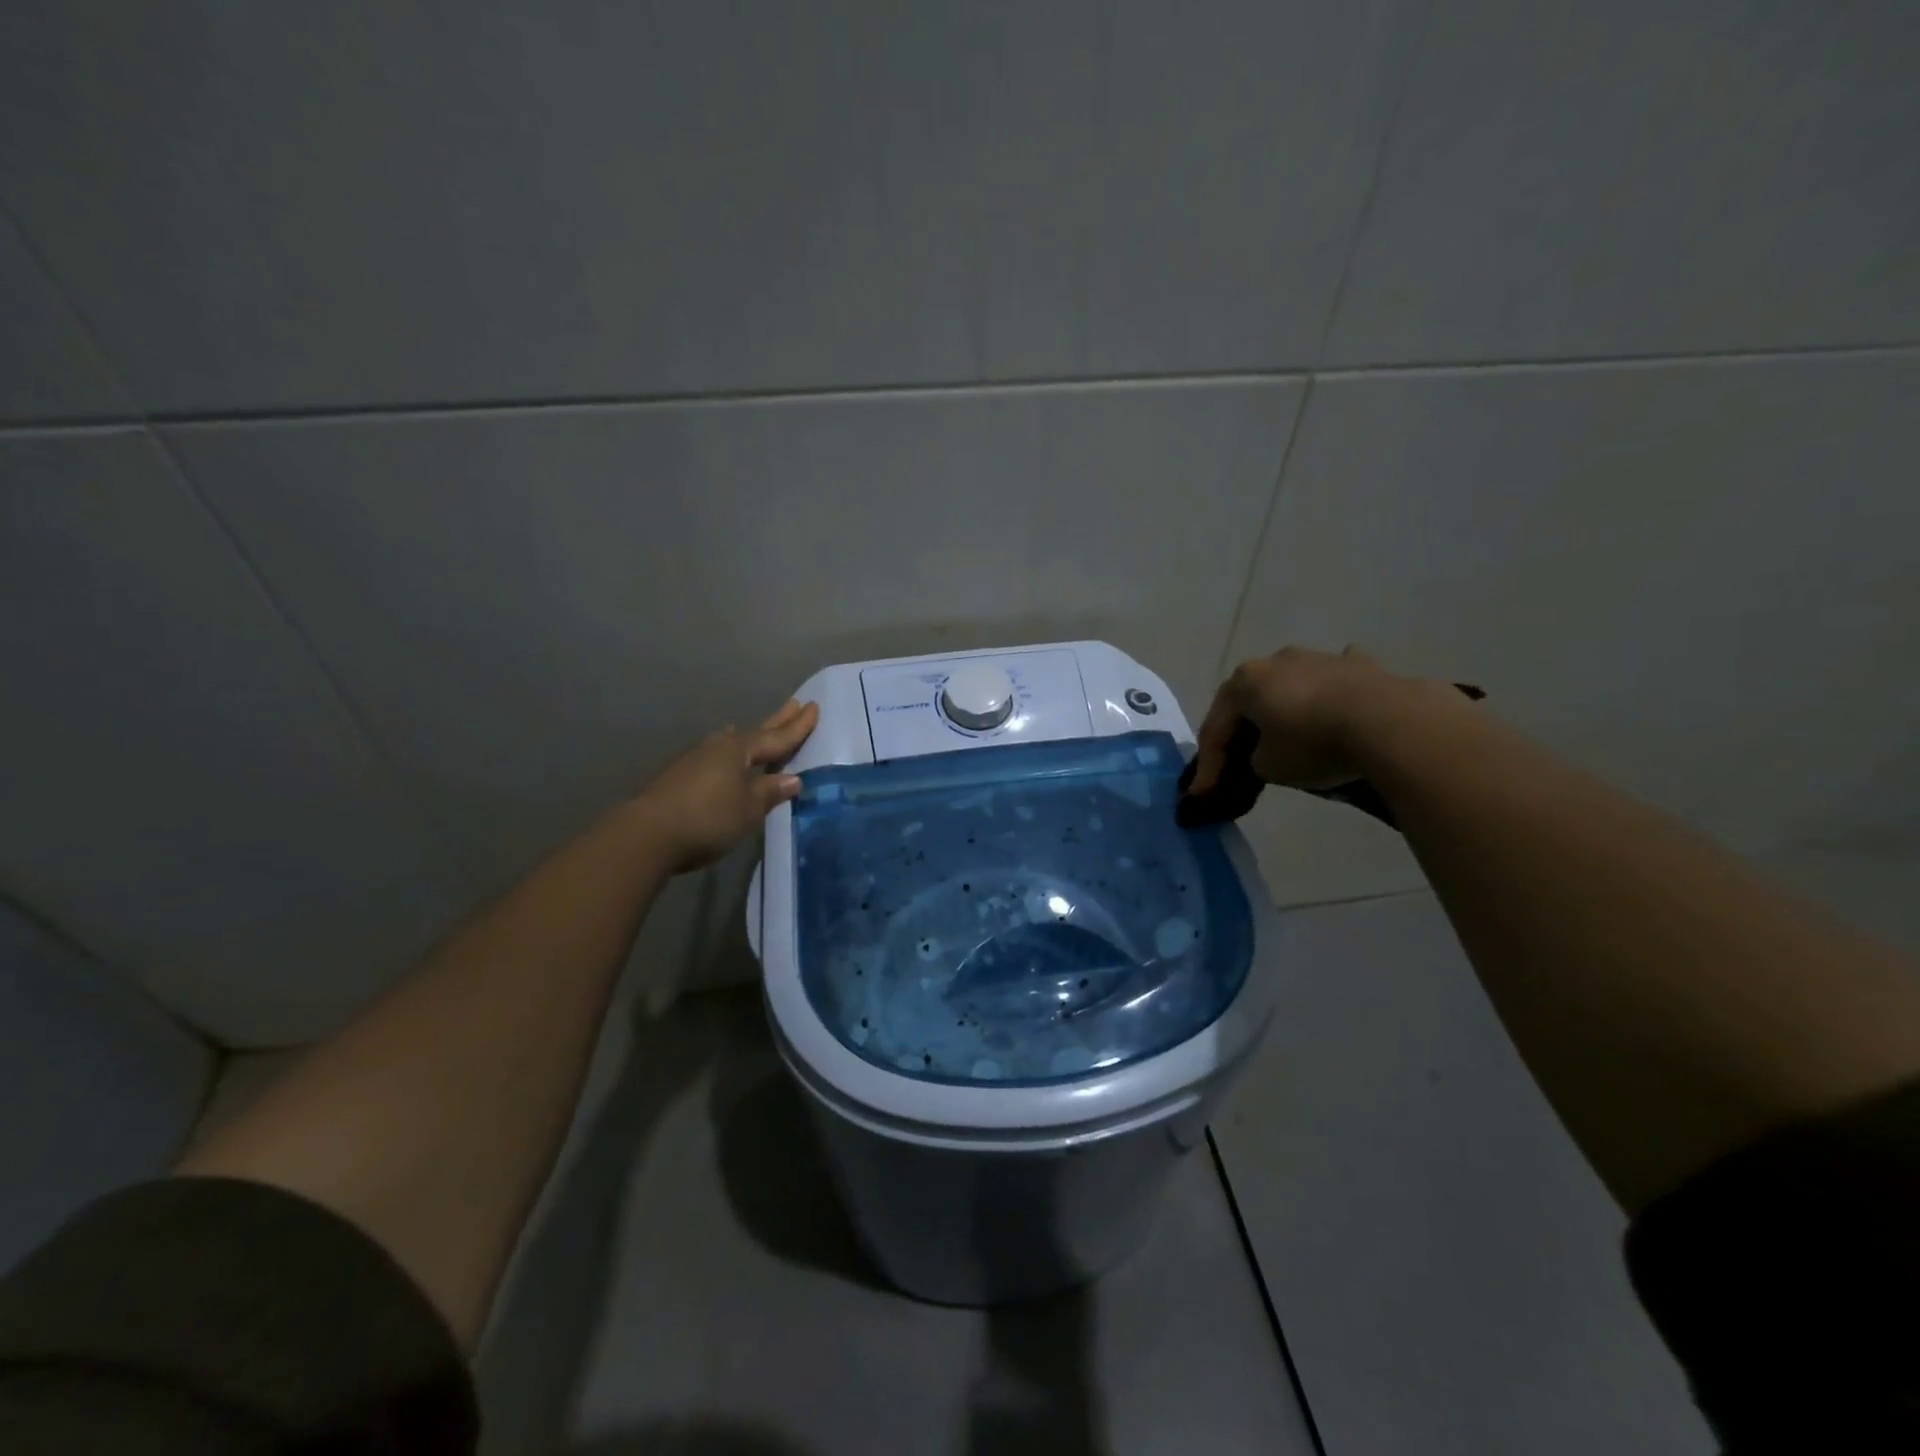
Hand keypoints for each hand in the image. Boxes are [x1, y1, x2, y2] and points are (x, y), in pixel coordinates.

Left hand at [633, 698, 819, 873]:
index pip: (776, 738)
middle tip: (794, 703)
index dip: (797, 727)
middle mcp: (718, 748)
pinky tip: (723, 758)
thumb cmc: (707, 819)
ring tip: (756, 729)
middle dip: (777, 721)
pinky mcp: (679, 776)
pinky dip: (728, 754)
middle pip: (754, 732)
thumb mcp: (748, 809)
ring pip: (730, 742)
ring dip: (747, 736)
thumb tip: (793, 779)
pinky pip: (714, 757)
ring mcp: (695, 760)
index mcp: (738, 751)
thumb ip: (770, 792)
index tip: (813, 707)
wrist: (647, 835)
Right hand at [1186, 646, 1435, 795]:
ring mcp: (1319, 658)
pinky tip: (1335, 711)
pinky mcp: (1360, 665)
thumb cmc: (1313, 744)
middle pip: (1249, 703)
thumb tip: (1265, 755)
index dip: (1208, 765)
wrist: (1389, 723)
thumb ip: (1254, 760)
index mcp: (1243, 681)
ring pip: (1289, 689)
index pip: (1215, 728)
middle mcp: (1275, 661)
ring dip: (1283, 712)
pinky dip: (1328, 699)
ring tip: (1285, 739)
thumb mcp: (1268, 767)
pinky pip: (1332, 685)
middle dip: (1242, 733)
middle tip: (1238, 763)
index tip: (1205, 794)